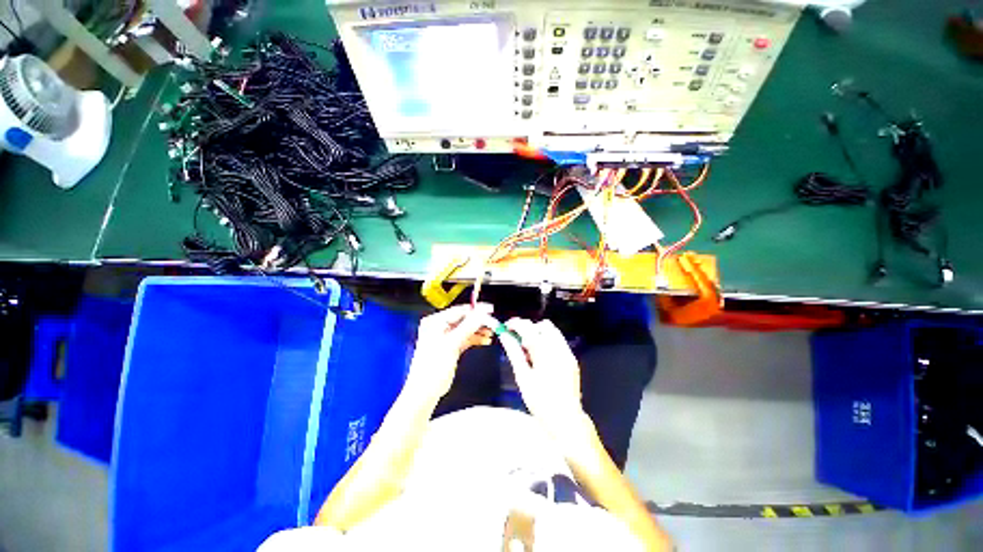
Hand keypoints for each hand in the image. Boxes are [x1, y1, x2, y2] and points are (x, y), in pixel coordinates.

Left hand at [405, 303, 495, 403]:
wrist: (426, 391)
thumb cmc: (431, 367)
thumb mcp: (452, 343)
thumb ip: (468, 327)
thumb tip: (481, 314)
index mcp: (435, 322)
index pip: (459, 310)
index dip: (475, 310)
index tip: (489, 309)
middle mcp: (439, 327)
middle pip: (464, 319)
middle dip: (478, 321)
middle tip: (492, 322)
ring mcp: (445, 337)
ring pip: (466, 329)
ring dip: (478, 330)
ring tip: (490, 332)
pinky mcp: (451, 346)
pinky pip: (466, 338)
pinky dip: (475, 339)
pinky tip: (485, 340)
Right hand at [499, 318, 586, 433]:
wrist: (566, 419)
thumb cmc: (540, 401)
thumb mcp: (523, 376)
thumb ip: (514, 352)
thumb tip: (504, 336)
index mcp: (545, 353)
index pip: (528, 327)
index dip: (515, 324)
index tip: (506, 327)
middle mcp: (559, 348)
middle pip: (543, 325)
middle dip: (528, 328)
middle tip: (518, 342)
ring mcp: (568, 353)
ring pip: (552, 331)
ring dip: (539, 334)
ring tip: (529, 350)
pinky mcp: (572, 358)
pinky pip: (558, 341)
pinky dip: (547, 342)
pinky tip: (541, 357)